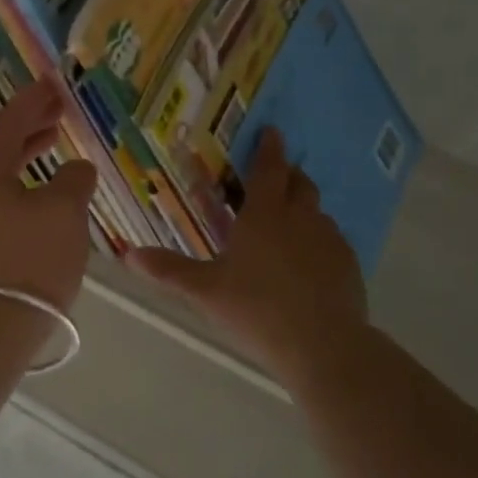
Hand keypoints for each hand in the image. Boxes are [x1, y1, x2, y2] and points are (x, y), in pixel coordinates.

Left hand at [0, 78, 98, 309]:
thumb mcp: (64, 212)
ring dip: (25, 153)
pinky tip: (44, 194)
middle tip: (57, 110)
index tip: (52, 84)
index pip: (7, 122)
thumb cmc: (30, 260)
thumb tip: (76, 170)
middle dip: (28, 124)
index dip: (32, 101)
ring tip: (53, 142)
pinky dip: (22, 183)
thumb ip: (74, 180)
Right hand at [125, 129, 367, 369]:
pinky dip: (319, 241)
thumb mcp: (205, 291)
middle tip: (276, 177)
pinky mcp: (349, 265)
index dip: (269, 148)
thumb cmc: (257, 309)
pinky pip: (333, 241)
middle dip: (289, 175)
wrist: (323, 346)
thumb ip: (169, 270)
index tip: (272, 131)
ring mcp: (330, 240)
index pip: (269, 169)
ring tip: (289, 226)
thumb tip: (128, 254)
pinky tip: (309, 264)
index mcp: (264, 215)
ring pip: (318, 213)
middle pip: (300, 184)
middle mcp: (300, 218)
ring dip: (304, 209)